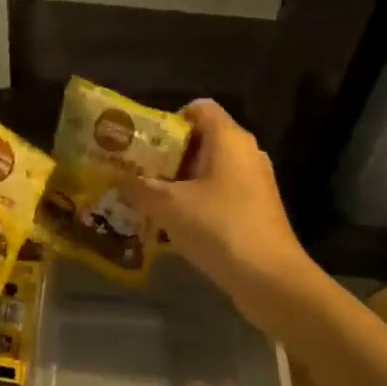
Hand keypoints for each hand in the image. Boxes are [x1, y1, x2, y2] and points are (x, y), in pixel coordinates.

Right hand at [122, 99, 311, 324]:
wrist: (269, 278)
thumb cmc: (218, 227)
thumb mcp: (167, 205)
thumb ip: (139, 187)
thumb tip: (117, 178)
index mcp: (229, 139)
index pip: (199, 108)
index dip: (169, 119)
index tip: (143, 142)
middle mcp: (246, 153)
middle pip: (202, 140)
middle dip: (167, 154)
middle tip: (136, 171)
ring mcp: (255, 182)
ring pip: (210, 170)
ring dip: (179, 181)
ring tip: (148, 198)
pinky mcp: (256, 209)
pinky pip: (220, 193)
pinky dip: (197, 201)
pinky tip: (174, 223)